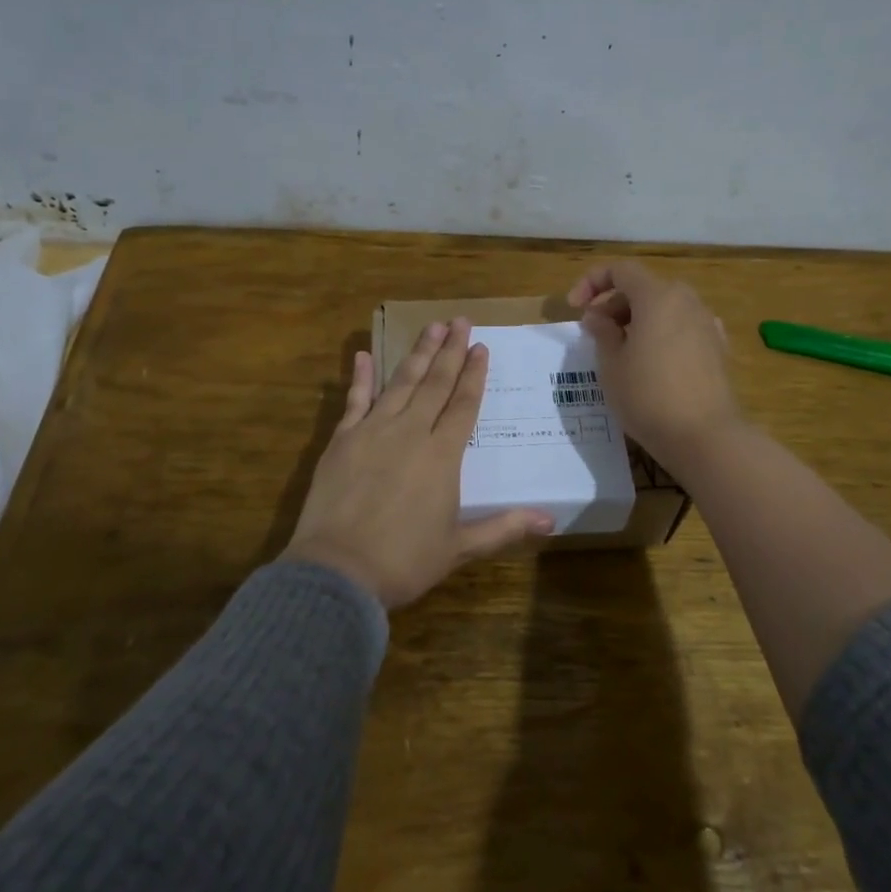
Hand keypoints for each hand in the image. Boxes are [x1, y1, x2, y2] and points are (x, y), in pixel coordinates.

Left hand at [289, 319, 554, 607]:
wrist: (339, 570)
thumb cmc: (404, 561)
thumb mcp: (459, 547)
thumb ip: (504, 528)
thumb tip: (551, 520)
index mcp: (442, 455)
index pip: (464, 405)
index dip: (474, 375)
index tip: (482, 347)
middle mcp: (411, 432)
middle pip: (436, 383)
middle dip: (450, 351)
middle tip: (460, 321)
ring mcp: (373, 431)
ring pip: (401, 383)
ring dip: (418, 354)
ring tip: (431, 327)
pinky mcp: (342, 439)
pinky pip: (355, 400)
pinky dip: (360, 377)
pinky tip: (364, 354)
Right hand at [566, 260, 743, 472]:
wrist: (704, 436)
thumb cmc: (648, 396)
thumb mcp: (611, 365)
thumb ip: (602, 332)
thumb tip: (598, 317)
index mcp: (658, 296)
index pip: (621, 270)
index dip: (592, 282)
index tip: (574, 308)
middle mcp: (686, 301)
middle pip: (643, 289)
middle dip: (614, 305)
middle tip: (595, 334)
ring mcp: (706, 324)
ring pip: (664, 309)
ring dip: (638, 321)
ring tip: (620, 350)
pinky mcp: (717, 348)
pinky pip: (682, 329)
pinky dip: (661, 335)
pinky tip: (652, 362)